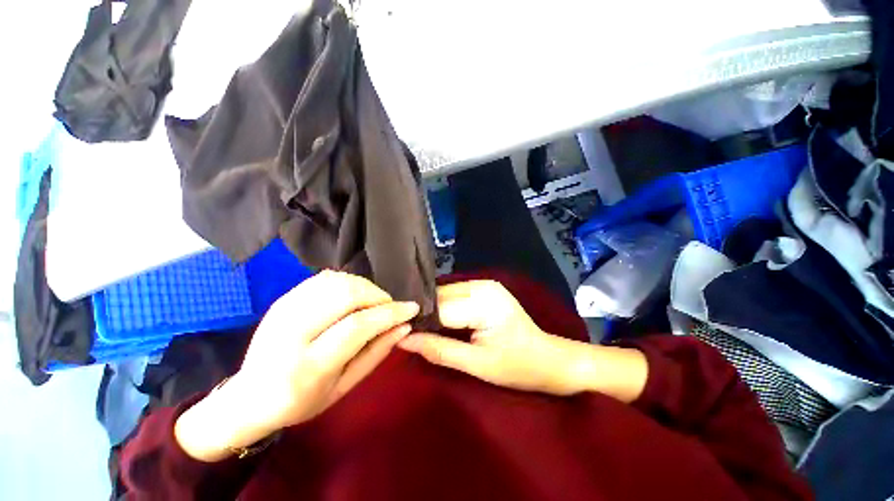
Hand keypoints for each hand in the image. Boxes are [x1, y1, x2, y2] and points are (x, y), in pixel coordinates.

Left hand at [175, 271, 418, 460]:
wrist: (248, 398)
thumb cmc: (301, 402)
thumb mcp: (344, 388)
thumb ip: (376, 354)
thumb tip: (404, 327)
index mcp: (306, 367)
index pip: (357, 326)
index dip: (390, 313)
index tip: (412, 308)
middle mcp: (291, 332)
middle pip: (346, 295)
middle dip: (378, 296)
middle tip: (390, 307)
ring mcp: (284, 310)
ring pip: (337, 281)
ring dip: (365, 287)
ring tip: (374, 303)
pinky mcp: (283, 299)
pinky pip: (325, 279)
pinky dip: (348, 283)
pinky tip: (354, 297)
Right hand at [398, 280, 646, 399]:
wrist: (549, 359)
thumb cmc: (517, 366)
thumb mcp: (477, 365)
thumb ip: (439, 350)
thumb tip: (403, 340)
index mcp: (483, 301)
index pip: (439, 308)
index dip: (418, 321)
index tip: (399, 334)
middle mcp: (482, 285)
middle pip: (441, 296)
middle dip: (424, 314)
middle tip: (407, 332)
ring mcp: (485, 284)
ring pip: (446, 294)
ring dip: (433, 310)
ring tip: (420, 328)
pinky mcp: (485, 290)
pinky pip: (456, 295)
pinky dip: (445, 308)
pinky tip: (439, 321)